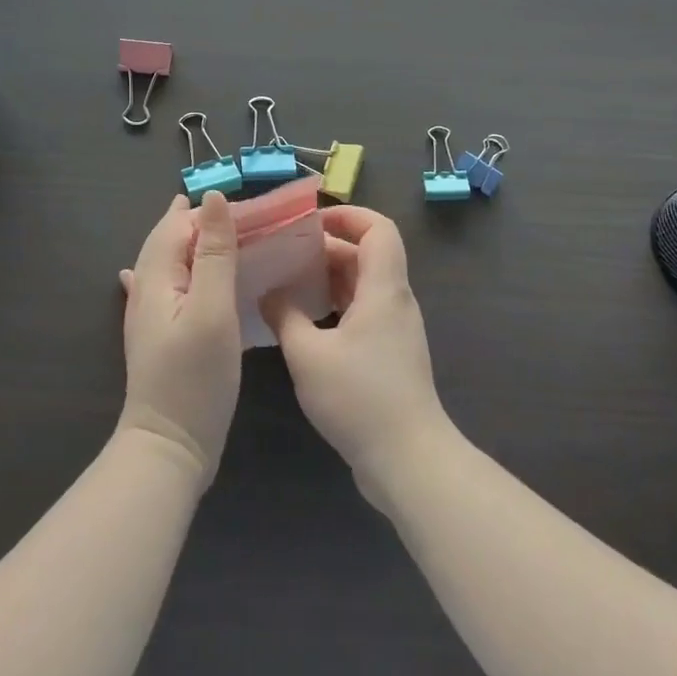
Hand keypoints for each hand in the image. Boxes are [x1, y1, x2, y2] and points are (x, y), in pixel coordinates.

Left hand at [116, 192, 242, 489]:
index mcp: (156, 276)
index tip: (247, 206)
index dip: (207, 210)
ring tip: (212, 231)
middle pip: (167, 241)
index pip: (176, 225)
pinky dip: (174, 271)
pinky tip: (157, 273)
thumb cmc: (195, 376)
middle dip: (194, 221)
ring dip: (187, 243)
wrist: (169, 447)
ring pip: (166, 263)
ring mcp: (148, 316)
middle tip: (234, 211)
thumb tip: (213, 198)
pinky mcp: (158, 337)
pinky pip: (166, 288)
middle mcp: (146, 290)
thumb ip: (214, 253)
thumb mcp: (212, 309)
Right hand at [260, 206, 455, 509]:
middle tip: (284, 253)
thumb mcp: (308, 354)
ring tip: (286, 281)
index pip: (378, 229)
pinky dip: (334, 305)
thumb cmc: (359, 398)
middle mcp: (394, 301)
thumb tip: (268, 292)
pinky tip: (302, 320)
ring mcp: (394, 329)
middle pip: (366, 255)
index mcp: (383, 289)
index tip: (310, 222)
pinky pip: (361, 311)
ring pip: (362, 285)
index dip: (348, 215)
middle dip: (326, 248)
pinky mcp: (389, 354)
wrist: (407, 460)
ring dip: (328, 278)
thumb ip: (285, 316)